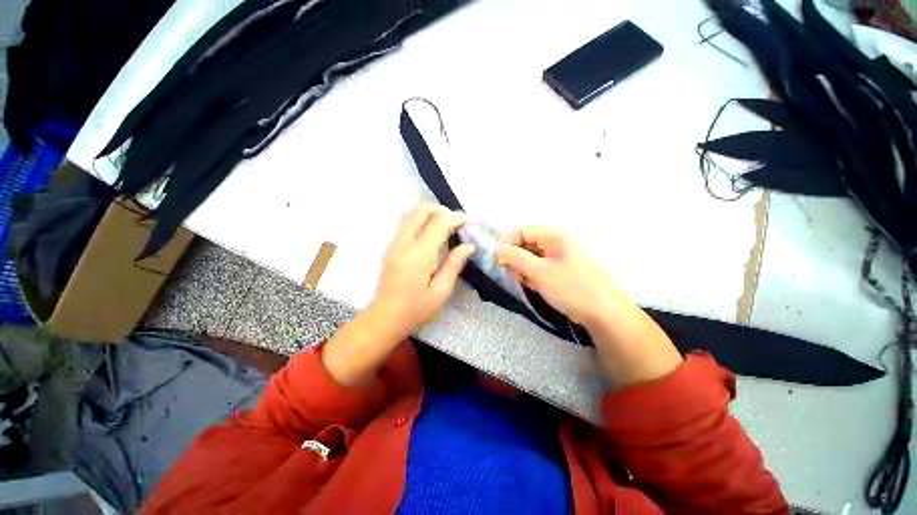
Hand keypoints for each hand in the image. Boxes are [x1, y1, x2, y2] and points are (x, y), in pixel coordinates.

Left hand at [370, 203, 473, 340]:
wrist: (384, 318)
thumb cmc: (416, 309)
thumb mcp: (441, 292)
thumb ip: (454, 265)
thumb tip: (468, 246)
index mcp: (419, 256)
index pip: (438, 223)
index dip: (454, 217)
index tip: (466, 222)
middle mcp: (403, 244)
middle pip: (420, 210)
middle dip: (440, 209)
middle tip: (454, 222)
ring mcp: (393, 244)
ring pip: (409, 213)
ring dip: (428, 212)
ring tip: (443, 224)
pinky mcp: (389, 247)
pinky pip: (404, 223)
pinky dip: (419, 219)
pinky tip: (429, 233)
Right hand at [496, 227, 622, 327]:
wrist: (601, 313)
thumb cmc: (571, 288)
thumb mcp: (540, 272)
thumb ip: (516, 258)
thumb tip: (498, 249)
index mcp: (554, 236)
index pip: (523, 231)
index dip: (507, 242)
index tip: (498, 259)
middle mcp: (555, 242)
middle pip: (525, 244)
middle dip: (515, 258)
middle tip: (510, 273)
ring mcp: (557, 256)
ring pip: (530, 257)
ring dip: (522, 268)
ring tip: (525, 282)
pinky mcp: (558, 269)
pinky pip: (538, 267)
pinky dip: (531, 275)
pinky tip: (534, 286)